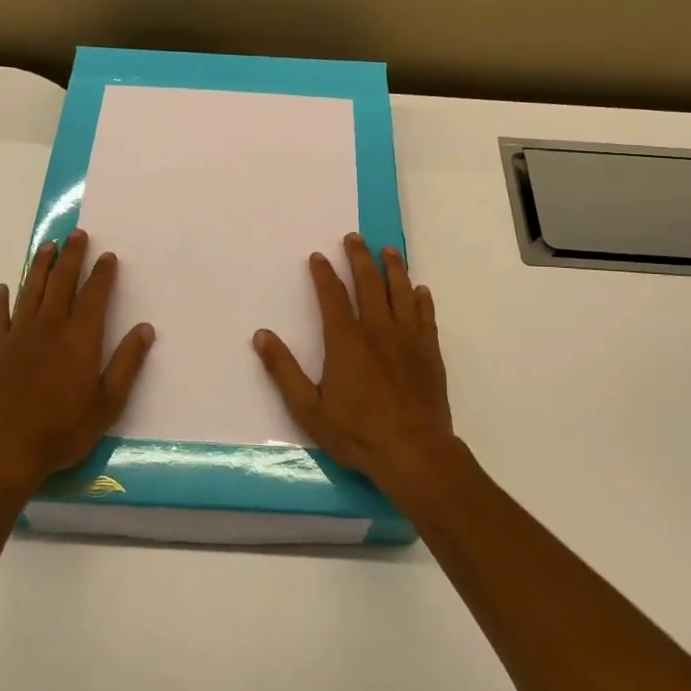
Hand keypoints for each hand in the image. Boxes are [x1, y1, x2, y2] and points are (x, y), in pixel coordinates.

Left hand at [0, 230, 155, 491]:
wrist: (5, 450)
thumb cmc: (63, 429)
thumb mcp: (108, 403)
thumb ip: (127, 363)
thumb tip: (145, 329)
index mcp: (80, 338)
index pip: (94, 296)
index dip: (102, 274)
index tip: (108, 255)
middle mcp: (50, 327)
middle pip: (62, 282)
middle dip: (71, 256)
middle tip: (77, 234)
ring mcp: (19, 336)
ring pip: (31, 290)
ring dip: (39, 266)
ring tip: (47, 246)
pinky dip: (0, 300)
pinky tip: (2, 288)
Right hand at [252, 233, 454, 489]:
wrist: (413, 452)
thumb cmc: (356, 432)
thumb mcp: (308, 408)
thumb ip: (284, 370)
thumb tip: (261, 335)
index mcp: (345, 340)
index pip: (332, 296)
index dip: (323, 274)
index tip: (318, 256)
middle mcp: (377, 330)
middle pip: (369, 283)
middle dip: (360, 258)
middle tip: (354, 238)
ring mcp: (407, 339)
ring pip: (401, 292)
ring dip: (394, 268)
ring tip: (388, 250)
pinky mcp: (429, 353)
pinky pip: (426, 317)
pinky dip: (422, 300)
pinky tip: (420, 290)